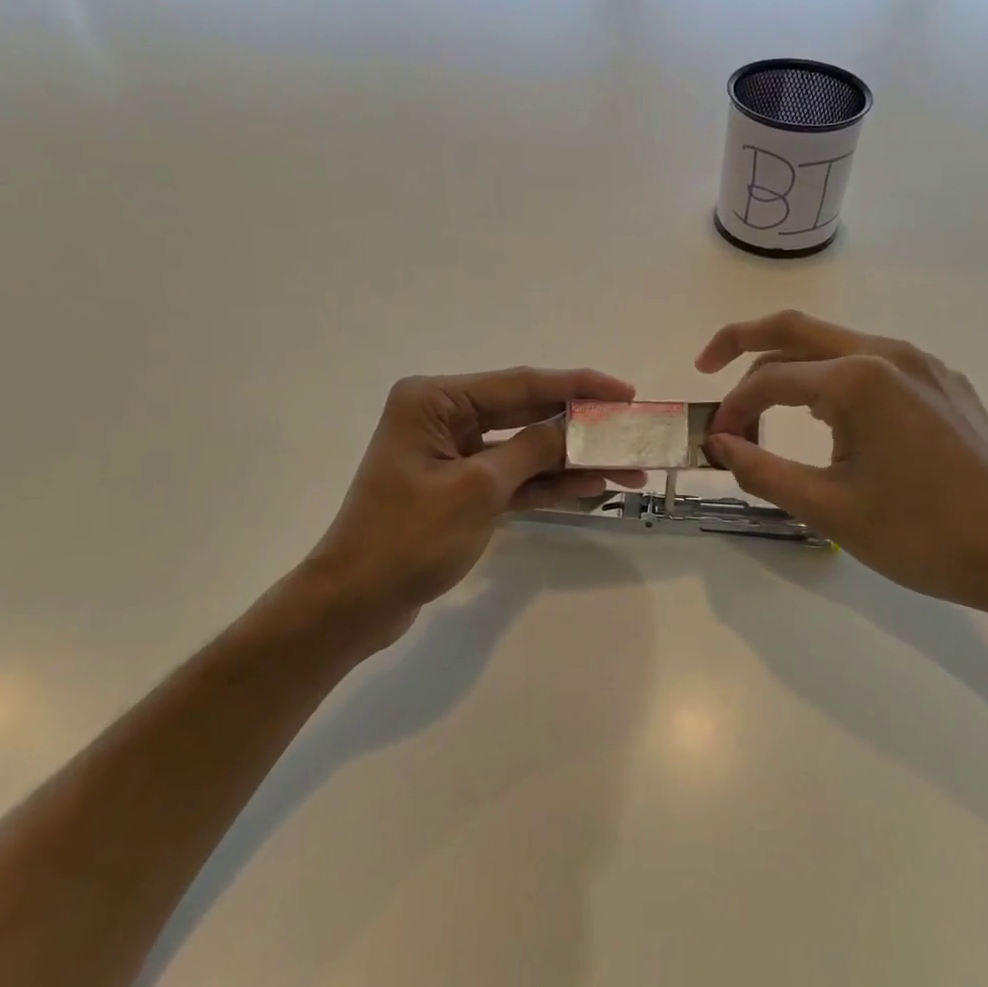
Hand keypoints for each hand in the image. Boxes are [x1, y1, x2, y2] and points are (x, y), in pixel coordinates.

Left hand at [304, 366, 638, 650]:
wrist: (355, 602)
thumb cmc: (407, 537)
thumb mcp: (478, 489)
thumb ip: (533, 451)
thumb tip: (576, 428)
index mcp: (436, 400)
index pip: (521, 384)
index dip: (578, 386)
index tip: (625, 393)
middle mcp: (444, 417)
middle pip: (527, 413)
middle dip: (580, 426)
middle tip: (632, 431)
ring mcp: (453, 455)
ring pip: (525, 449)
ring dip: (572, 460)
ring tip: (628, 468)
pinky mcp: (461, 489)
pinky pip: (513, 478)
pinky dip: (548, 484)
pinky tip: (592, 487)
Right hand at [698, 311, 987, 623]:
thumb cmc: (921, 535)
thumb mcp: (828, 509)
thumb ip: (761, 470)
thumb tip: (720, 443)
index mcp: (858, 379)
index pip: (771, 378)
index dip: (734, 407)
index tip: (718, 441)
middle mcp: (889, 353)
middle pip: (797, 329)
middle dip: (743, 341)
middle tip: (707, 365)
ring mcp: (923, 364)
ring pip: (837, 345)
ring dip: (793, 366)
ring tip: (767, 405)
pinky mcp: (944, 382)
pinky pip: (874, 364)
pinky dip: (835, 378)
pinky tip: (832, 417)